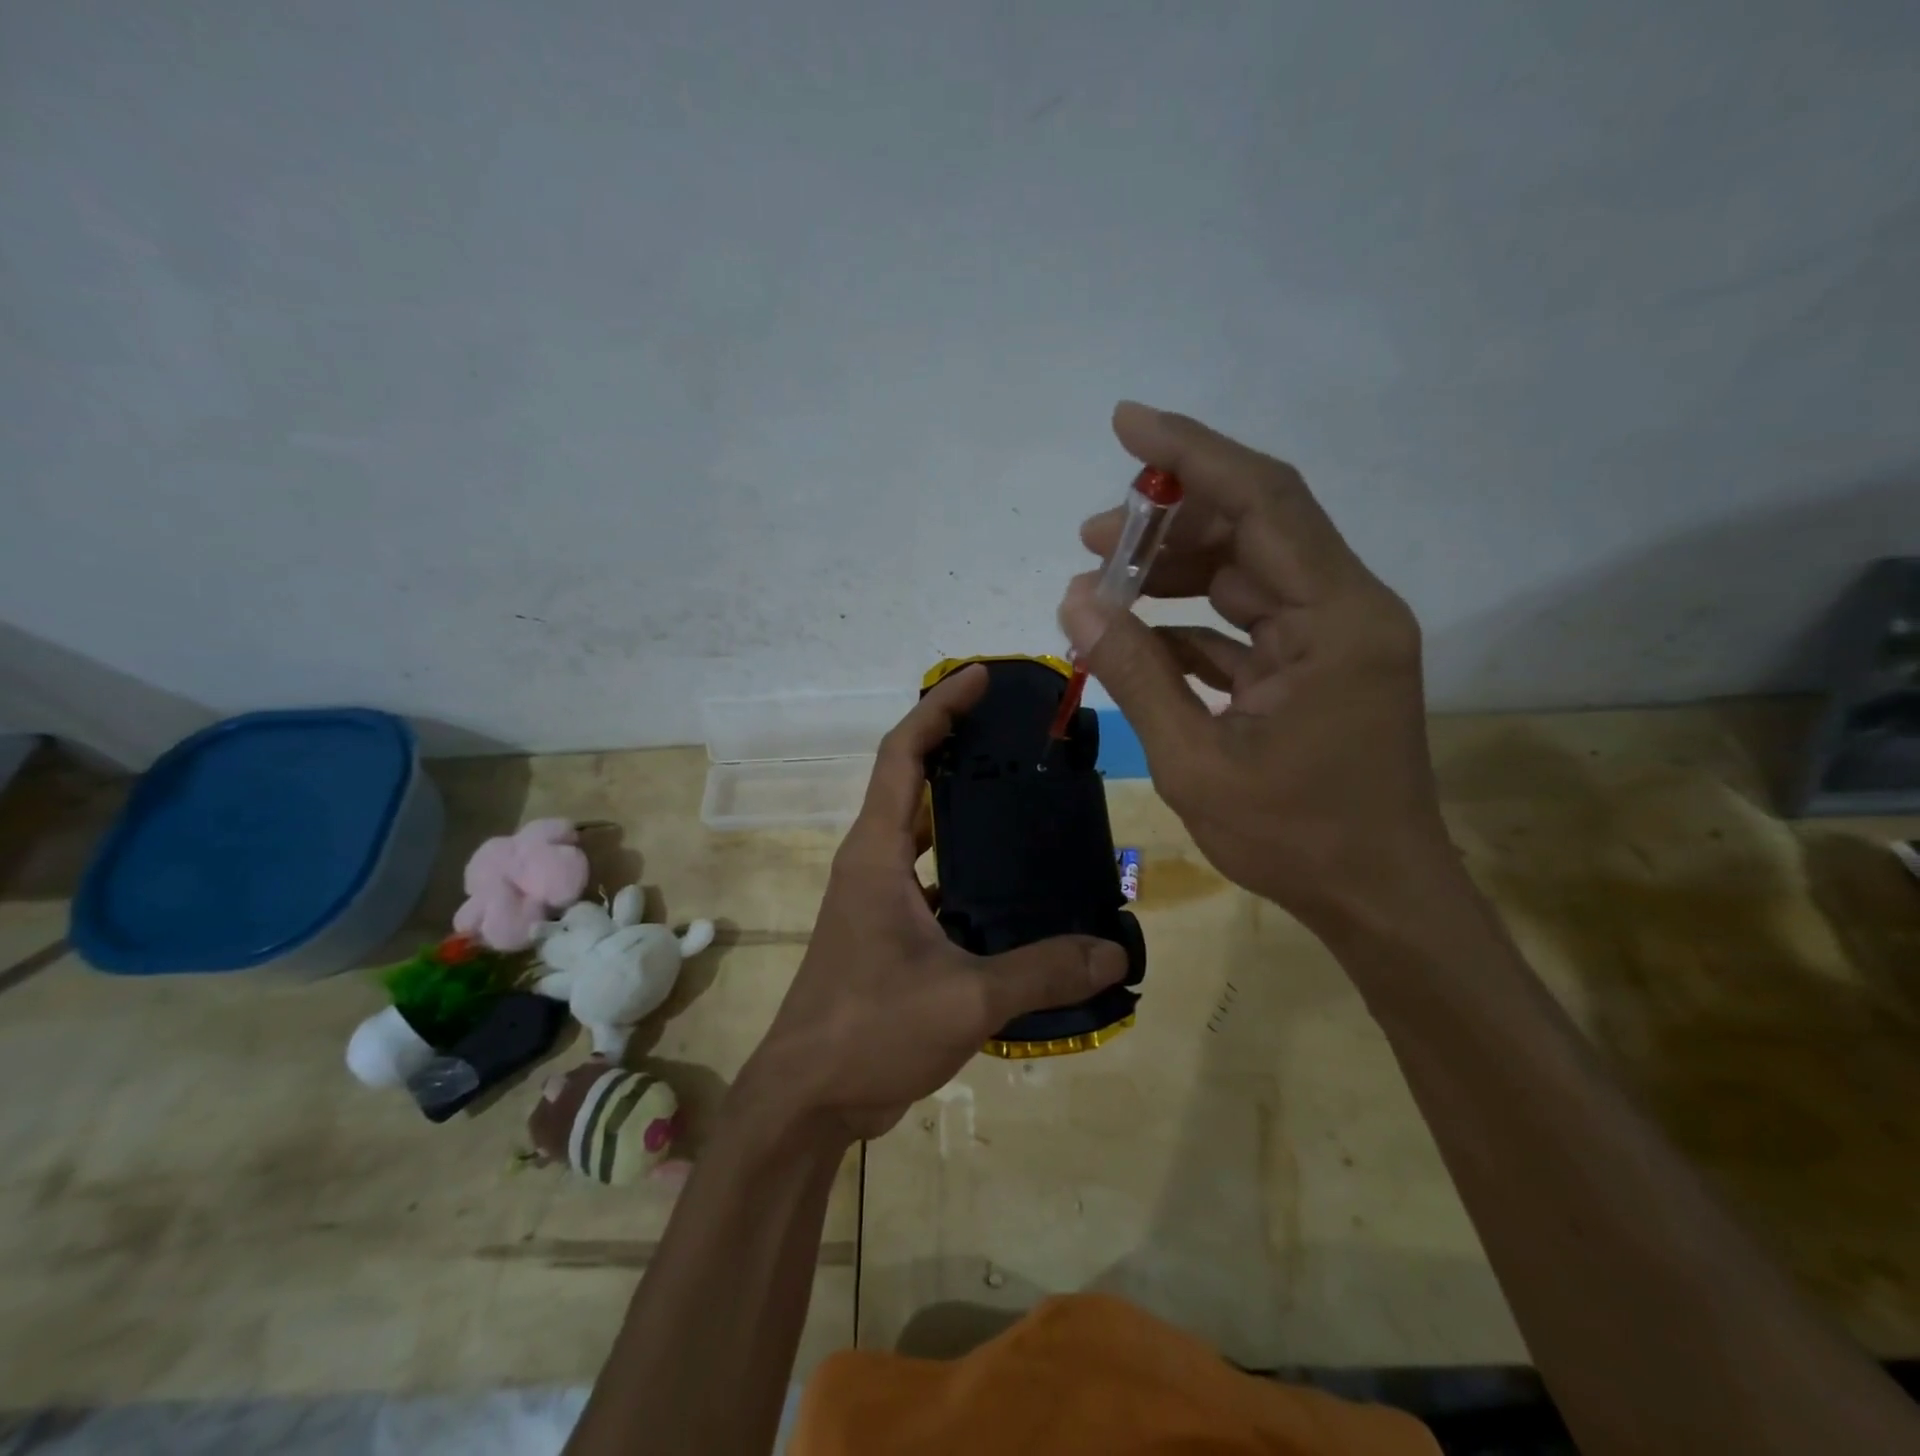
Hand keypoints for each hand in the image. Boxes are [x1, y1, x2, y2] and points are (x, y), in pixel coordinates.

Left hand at [741, 665, 1127, 1141]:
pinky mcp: (890, 933)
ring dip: (964, 808)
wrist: (808, 1098)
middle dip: (958, 747)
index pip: (904, 755)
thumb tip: (1115, 951)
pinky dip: (967, 867)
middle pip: (913, 782)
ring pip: (924, 833)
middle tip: (1020, 734)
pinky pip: (933, 879)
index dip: (939, 709)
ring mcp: (878, 899)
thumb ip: (1041, 971)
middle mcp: (872, 863)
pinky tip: (1016, 884)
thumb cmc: (868, 1030)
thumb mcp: (964, 1000)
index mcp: (875, 854)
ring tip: (1027, 797)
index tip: (980, 678)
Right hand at [1058, 402, 1450, 935]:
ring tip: (1102, 584)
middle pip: (1254, 527)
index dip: (1191, 454)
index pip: (1263, 501)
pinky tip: (1139, 635)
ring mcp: (1334, 638)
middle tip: (1089, 539)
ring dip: (1175, 572)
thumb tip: (1074, 602)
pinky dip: (1194, 621)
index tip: (1126, 425)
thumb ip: (1136, 673)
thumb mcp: (1196, 761)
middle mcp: (1346, 609)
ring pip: (1247, 572)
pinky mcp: (1317, 667)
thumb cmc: (1297, 839)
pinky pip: (1248, 621)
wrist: (1380, 899)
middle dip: (1168, 523)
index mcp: (1336, 620)